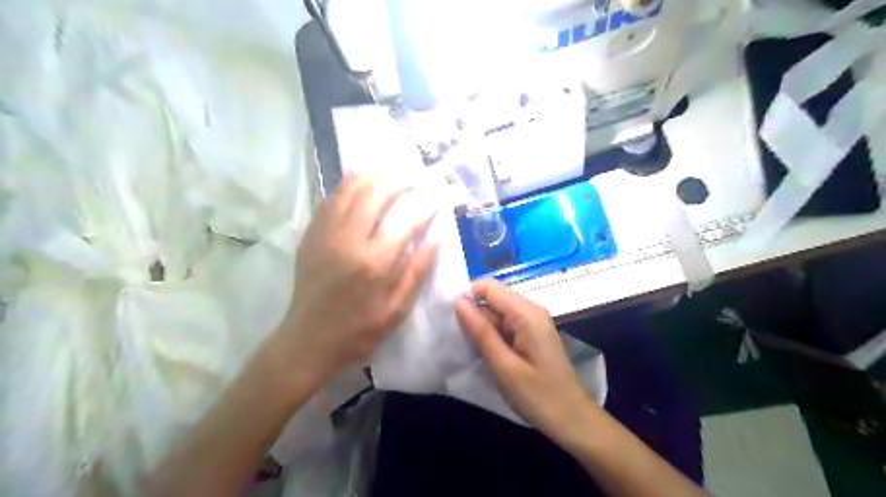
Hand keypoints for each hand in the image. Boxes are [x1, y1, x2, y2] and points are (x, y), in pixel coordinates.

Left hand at [280, 174, 439, 382]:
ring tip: (387, 167)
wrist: (308, 340)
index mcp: (374, 263)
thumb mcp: (396, 310)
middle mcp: (349, 242)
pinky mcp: (311, 237)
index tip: (437, 196)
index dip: (425, 206)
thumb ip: (416, 272)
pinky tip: (356, 179)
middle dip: (397, 181)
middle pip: (374, 196)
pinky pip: (328, 202)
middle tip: (412, 176)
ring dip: (370, 175)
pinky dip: (344, 186)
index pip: (406, 223)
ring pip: (348, 192)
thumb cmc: (358, 330)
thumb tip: (436, 239)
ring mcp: (325, 236)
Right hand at [457, 280, 594, 442]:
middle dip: (472, 314)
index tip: (451, 320)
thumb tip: (458, 302)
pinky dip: (491, 335)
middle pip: (492, 298)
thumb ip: (481, 332)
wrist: (572, 420)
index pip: (489, 287)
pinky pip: (504, 325)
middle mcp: (530, 311)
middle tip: (458, 341)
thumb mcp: (504, 366)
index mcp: (527, 314)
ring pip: (496, 313)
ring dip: (480, 327)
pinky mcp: (530, 335)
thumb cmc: (539, 396)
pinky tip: (484, 353)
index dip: (468, 297)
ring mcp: (532, 323)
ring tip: (468, 349)